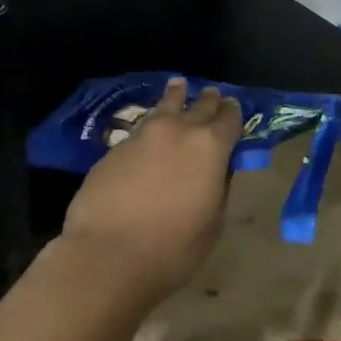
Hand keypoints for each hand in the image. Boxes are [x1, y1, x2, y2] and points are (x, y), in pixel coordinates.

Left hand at [60, 79, 241, 303]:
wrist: (107, 254)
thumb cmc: (172, 249)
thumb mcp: (212, 225)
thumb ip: (218, 189)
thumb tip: (217, 171)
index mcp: (209, 148)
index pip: (229, 120)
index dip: (233, 113)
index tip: (233, 107)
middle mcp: (177, 131)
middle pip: (197, 107)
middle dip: (207, 100)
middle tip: (212, 92)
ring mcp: (142, 136)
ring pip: (163, 108)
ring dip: (174, 97)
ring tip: (178, 85)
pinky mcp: (115, 148)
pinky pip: (140, 130)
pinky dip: (150, 126)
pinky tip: (149, 130)